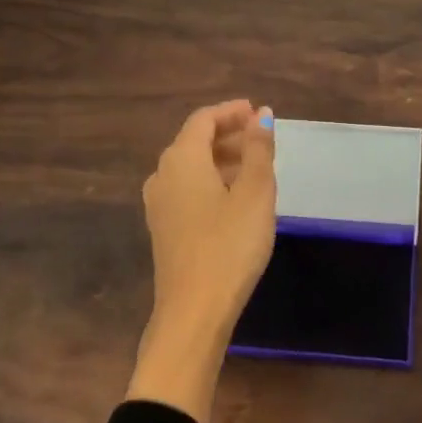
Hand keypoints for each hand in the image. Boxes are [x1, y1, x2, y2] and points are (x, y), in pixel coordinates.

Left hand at [127, 99, 276, 422]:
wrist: (194, 310)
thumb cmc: (230, 245)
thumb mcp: (255, 193)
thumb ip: (258, 149)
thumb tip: (261, 115)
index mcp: (182, 159)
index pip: (203, 119)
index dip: (231, 112)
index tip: (258, 112)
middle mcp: (163, 175)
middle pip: (194, 141)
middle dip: (228, 134)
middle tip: (262, 139)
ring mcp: (159, 204)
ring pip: (191, 167)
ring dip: (221, 159)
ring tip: (255, 167)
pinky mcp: (163, 228)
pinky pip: (187, 189)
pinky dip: (211, 181)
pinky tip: (235, 198)